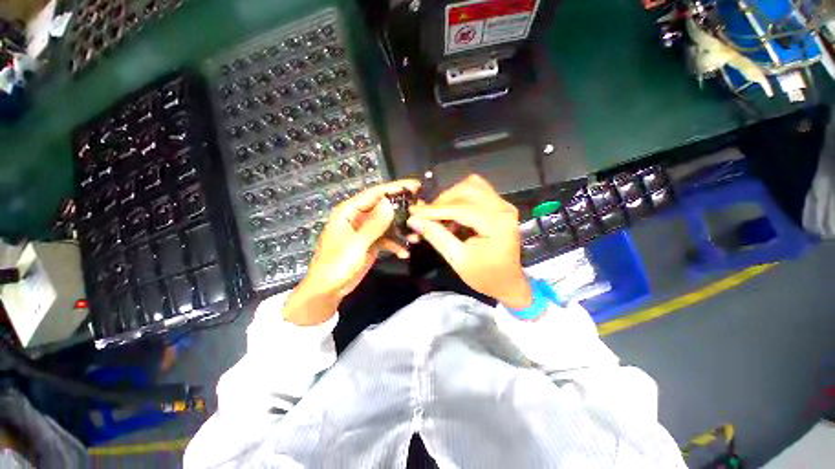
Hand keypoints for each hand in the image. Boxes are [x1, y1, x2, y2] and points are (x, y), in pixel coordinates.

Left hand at [282, 180, 420, 325]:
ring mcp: (365, 231)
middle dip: (402, 211)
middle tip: (421, 212)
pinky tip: (404, 253)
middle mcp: (358, 218)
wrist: (328, 290)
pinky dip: (395, 245)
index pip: (374, 194)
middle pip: (383, 208)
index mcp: (349, 212)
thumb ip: (374, 224)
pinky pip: (385, 239)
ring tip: (416, 237)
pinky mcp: (370, 243)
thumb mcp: (357, 244)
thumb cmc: (336, 265)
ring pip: (387, 225)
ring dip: (401, 231)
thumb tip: (389, 203)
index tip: (415, 186)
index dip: (395, 188)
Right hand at [408, 175, 531, 309]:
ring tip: (440, 214)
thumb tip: (414, 220)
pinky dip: (461, 198)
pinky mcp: (500, 206)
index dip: (434, 209)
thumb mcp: (458, 260)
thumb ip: (436, 237)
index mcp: (496, 224)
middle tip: (426, 216)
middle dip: (442, 201)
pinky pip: (477, 191)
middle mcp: (503, 208)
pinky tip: (453, 213)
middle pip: (467, 190)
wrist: (508, 282)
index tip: (413, 212)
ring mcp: (503, 205)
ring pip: (472, 186)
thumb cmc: (485, 276)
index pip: (460, 208)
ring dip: (451, 197)